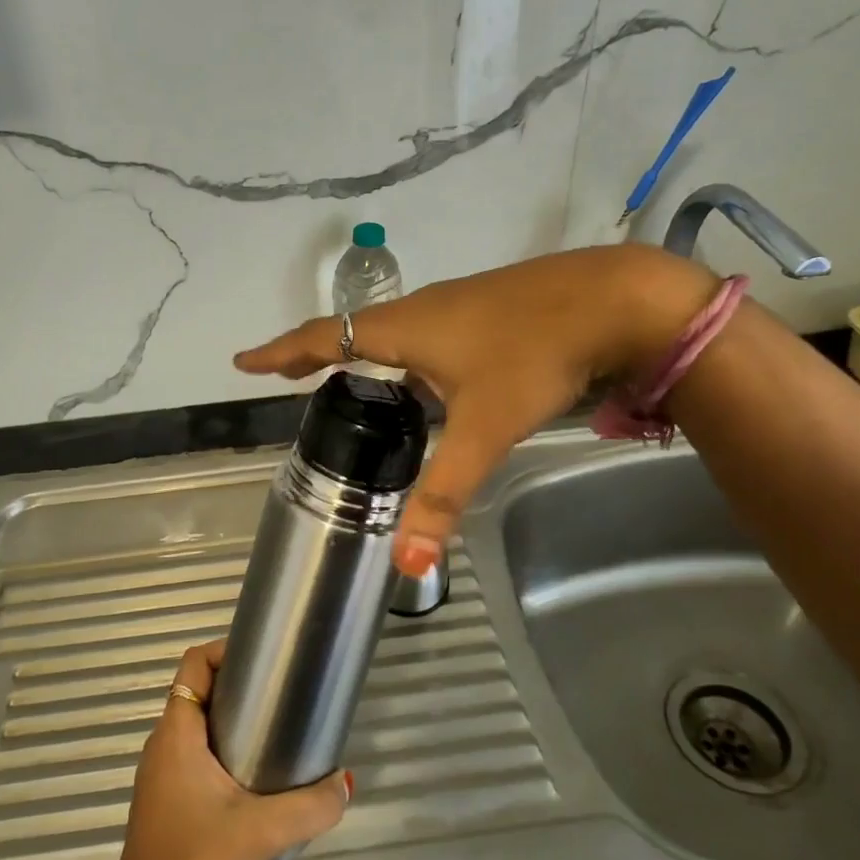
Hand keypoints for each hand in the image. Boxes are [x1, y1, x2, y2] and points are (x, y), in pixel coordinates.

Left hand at [107, 640, 350, 859]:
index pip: (194, 663)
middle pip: (198, 691)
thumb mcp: (264, 831)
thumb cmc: (197, 859)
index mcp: (178, 732)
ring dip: (229, 721)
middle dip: (237, 686)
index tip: (263, 660)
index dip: (225, 651)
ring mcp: (160, 773)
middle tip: (279, 697)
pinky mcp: (163, 799)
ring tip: (272, 734)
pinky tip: (249, 780)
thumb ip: (311, 806)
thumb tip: (344, 783)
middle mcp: (163, 744)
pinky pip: (192, 754)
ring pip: (195, 726)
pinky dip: (219, 750)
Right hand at [234, 244, 715, 577]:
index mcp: (403, 330)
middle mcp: (422, 310)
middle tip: (293, 378)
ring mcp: (457, 303)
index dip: (281, 353)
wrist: (615, 299)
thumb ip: (443, 494)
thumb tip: (404, 560)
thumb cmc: (534, 355)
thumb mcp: (484, 428)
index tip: (244, 361)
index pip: (322, 339)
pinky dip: (403, 354)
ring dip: (363, 354)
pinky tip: (429, 379)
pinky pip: (425, 332)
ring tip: (353, 382)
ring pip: (393, 331)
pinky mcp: (486, 308)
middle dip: (317, 354)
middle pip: (352, 331)